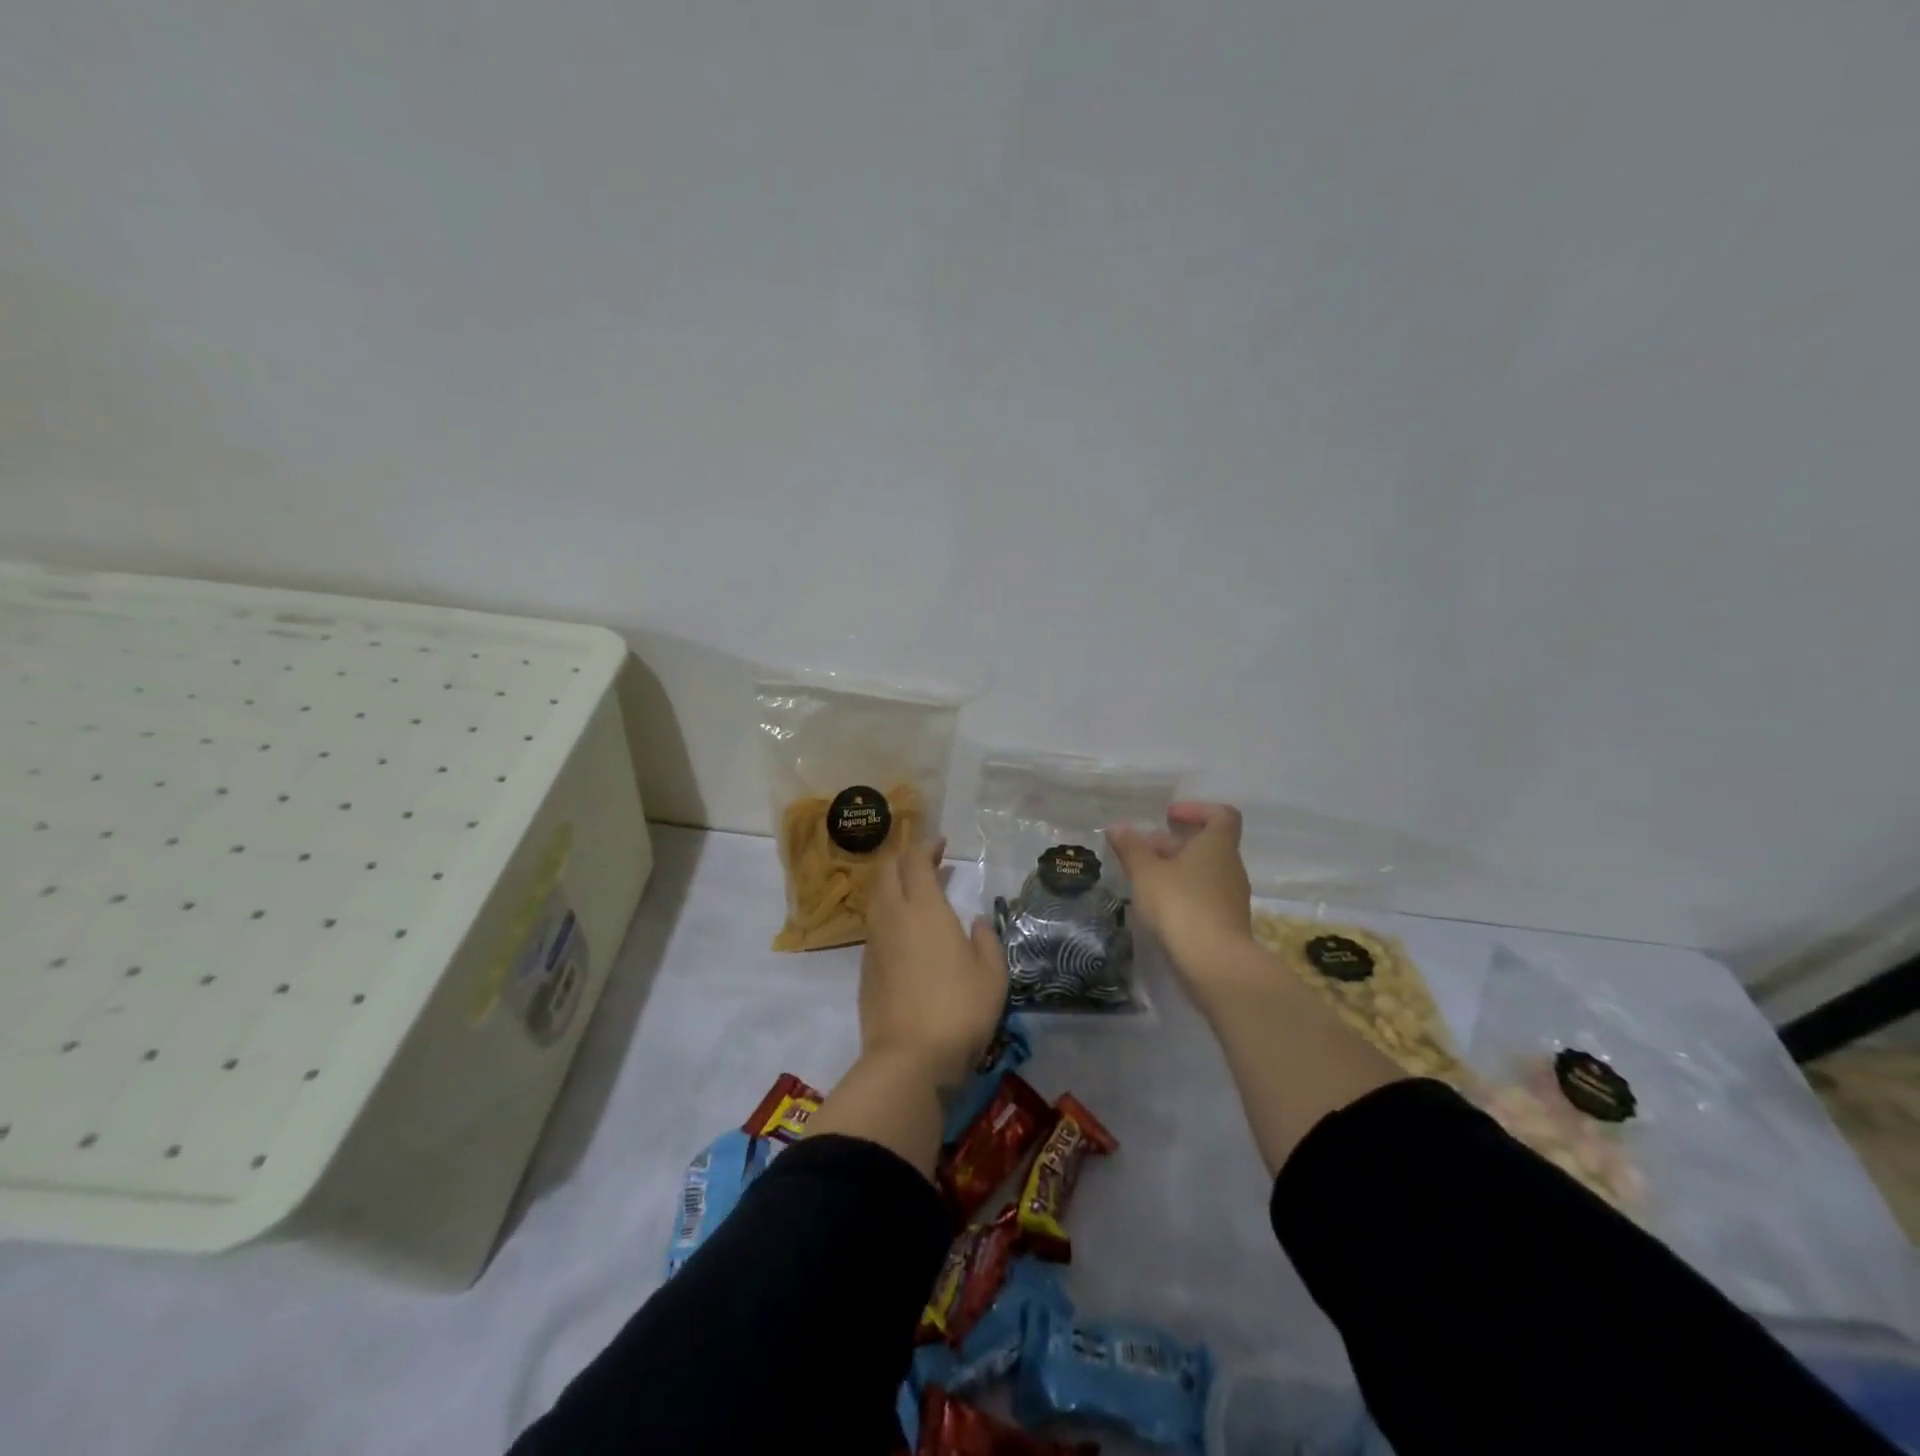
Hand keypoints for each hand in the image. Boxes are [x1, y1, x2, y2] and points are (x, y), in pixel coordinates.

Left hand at [858, 838, 1009, 1089]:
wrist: (909, 1059)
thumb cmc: (959, 1010)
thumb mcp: (992, 974)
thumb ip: (986, 940)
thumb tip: (976, 921)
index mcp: (923, 908)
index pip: (914, 860)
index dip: (926, 846)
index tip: (941, 845)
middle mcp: (892, 916)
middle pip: (886, 871)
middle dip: (904, 858)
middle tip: (928, 862)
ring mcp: (874, 942)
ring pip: (876, 897)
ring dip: (894, 885)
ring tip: (919, 893)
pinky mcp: (865, 968)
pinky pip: (875, 924)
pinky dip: (889, 913)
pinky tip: (907, 931)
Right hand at [1108, 802, 1258, 1002]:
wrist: (1214, 964)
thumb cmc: (1180, 905)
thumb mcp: (1146, 873)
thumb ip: (1131, 848)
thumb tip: (1117, 827)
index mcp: (1217, 846)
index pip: (1221, 815)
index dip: (1196, 810)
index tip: (1168, 816)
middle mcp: (1231, 867)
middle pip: (1207, 845)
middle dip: (1174, 843)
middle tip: (1143, 850)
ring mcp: (1232, 897)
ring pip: (1204, 872)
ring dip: (1177, 870)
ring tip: (1145, 880)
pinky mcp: (1227, 924)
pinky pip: (1205, 897)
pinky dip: (1183, 894)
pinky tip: (1159, 907)